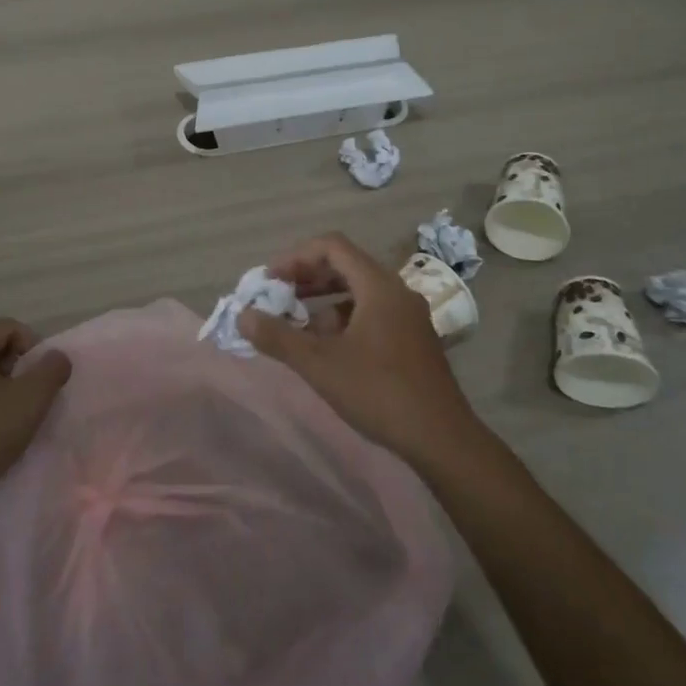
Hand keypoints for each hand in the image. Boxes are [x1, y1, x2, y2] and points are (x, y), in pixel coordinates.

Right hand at [240, 233, 482, 471]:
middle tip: (278, 296)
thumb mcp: (320, 365)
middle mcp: (396, 291)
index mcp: (378, 285)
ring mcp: (408, 315)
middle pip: (345, 265)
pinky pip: (371, 312)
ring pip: (358, 291)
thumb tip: (243, 316)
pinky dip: (344, 319)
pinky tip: (327, 348)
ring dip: (324, 300)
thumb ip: (279, 337)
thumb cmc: (379, 392)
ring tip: (296, 324)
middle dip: (307, 278)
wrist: (442, 439)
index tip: (270, 279)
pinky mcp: (412, 338)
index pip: (332, 246)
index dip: (296, 257)